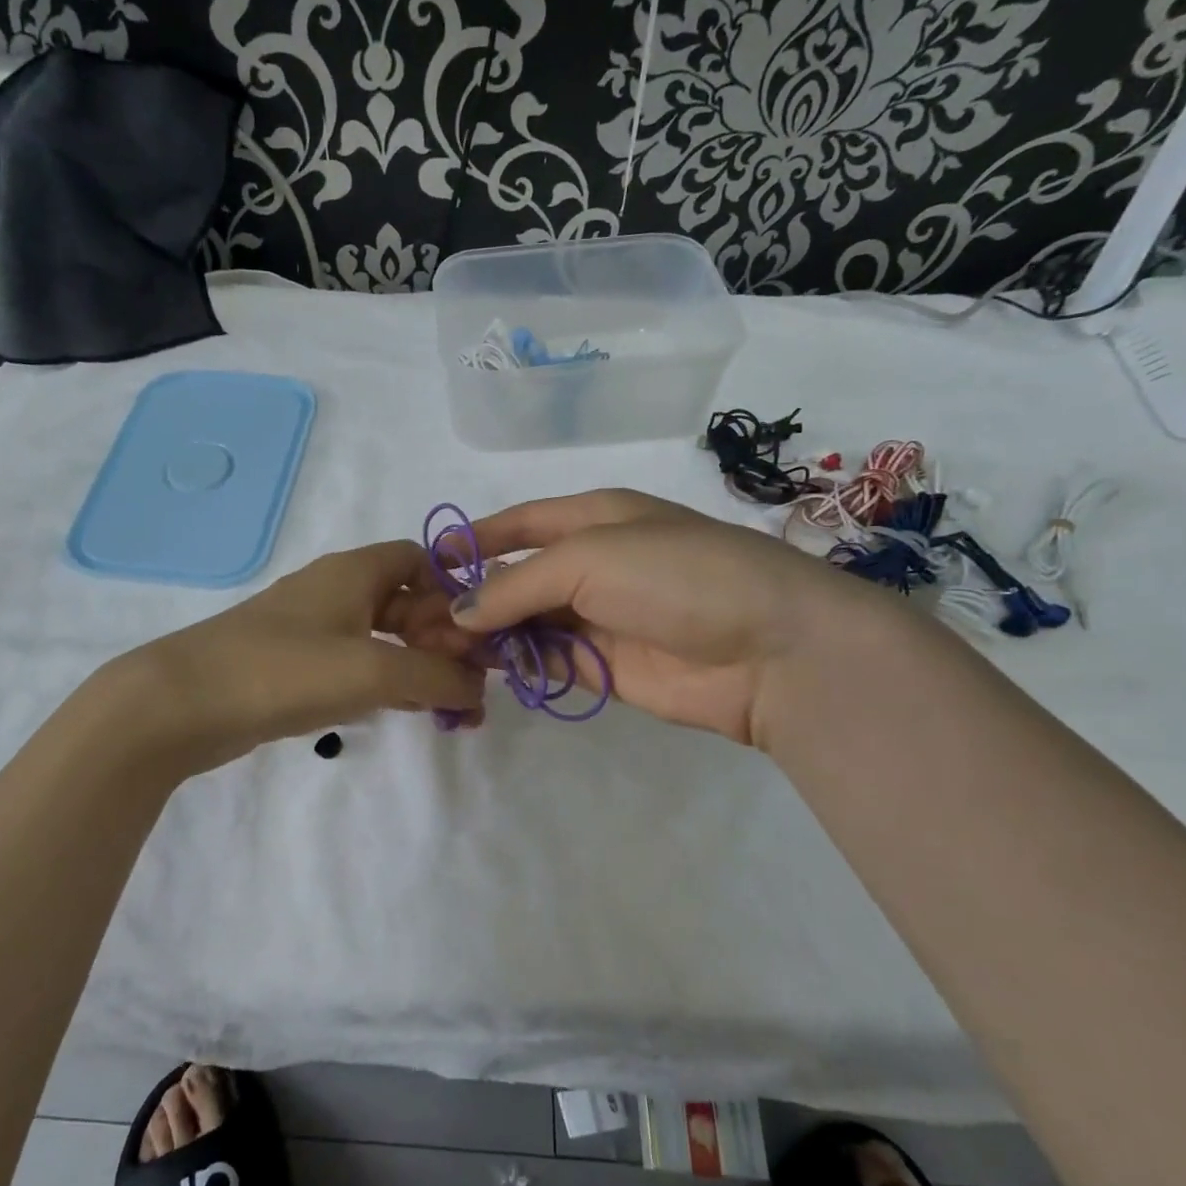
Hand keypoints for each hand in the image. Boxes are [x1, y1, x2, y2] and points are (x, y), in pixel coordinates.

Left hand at [112, 541, 485, 775]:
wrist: (182, 703)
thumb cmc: (284, 670)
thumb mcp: (373, 671)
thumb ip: (436, 677)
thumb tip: (480, 688)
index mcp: (353, 572)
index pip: (419, 559)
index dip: (453, 590)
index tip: (477, 633)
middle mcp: (333, 590)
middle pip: (404, 602)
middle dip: (441, 639)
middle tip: (471, 686)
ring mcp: (309, 629)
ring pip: (380, 638)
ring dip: (416, 667)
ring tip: (448, 709)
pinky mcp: (292, 665)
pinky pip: (353, 664)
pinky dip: (383, 683)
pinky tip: (401, 712)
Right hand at [454, 489, 875, 745]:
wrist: (770, 648)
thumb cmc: (676, 575)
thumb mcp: (589, 557)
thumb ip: (516, 584)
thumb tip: (459, 612)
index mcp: (594, 518)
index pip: (520, 523)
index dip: (474, 538)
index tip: (426, 561)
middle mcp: (594, 564)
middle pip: (517, 576)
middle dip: (470, 594)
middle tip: (416, 619)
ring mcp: (599, 617)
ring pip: (525, 621)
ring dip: (484, 632)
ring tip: (435, 646)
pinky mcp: (604, 666)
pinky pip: (545, 658)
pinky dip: (512, 662)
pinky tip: (477, 667)